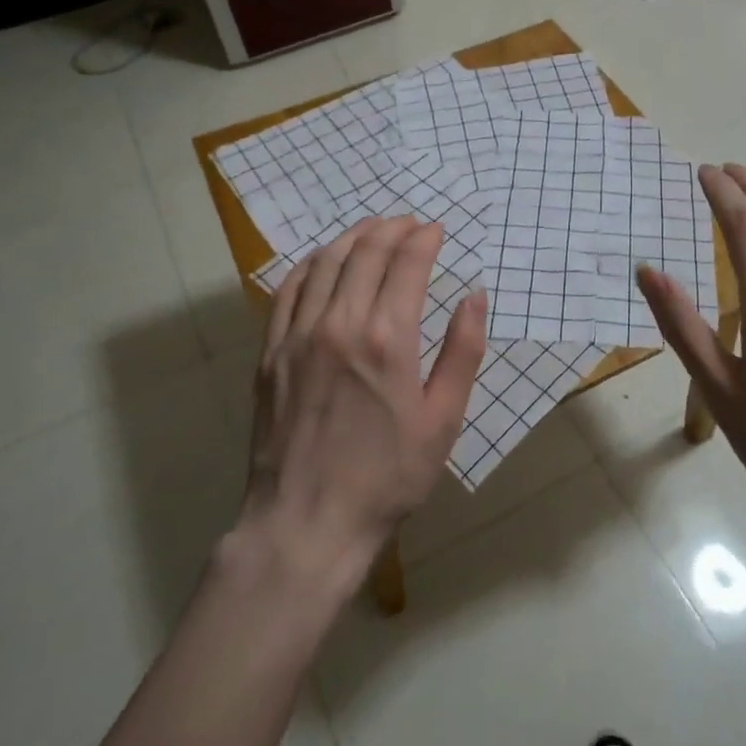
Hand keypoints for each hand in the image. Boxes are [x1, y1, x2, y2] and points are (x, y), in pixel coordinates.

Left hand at [241, 217, 487, 588]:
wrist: (308, 521)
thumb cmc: (388, 476)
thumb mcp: (443, 420)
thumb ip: (463, 352)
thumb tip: (474, 297)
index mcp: (389, 339)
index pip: (407, 264)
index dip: (425, 239)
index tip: (436, 229)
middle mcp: (340, 323)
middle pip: (366, 252)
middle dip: (392, 228)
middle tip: (409, 223)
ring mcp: (298, 335)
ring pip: (326, 262)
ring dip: (352, 237)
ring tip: (372, 229)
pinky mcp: (271, 352)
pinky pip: (288, 290)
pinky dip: (311, 264)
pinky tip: (323, 260)